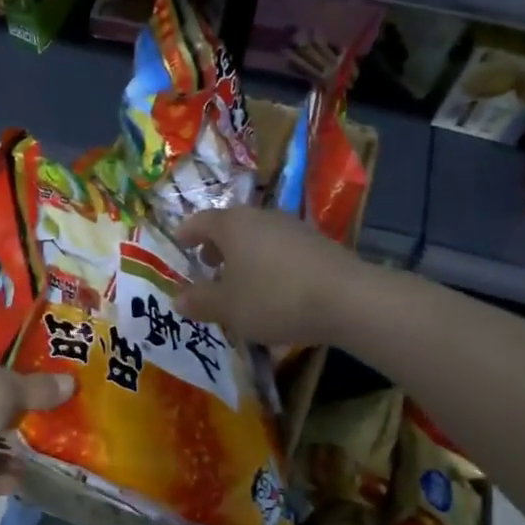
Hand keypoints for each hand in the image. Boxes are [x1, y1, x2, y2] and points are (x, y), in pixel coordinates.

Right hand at [175, 205, 360, 347]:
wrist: (347, 299)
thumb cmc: (274, 298)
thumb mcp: (228, 307)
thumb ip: (200, 301)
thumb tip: (177, 298)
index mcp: (232, 224)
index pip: (200, 221)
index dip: (187, 233)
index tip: (180, 244)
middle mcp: (261, 217)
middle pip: (231, 226)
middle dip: (216, 246)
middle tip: (207, 265)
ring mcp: (293, 227)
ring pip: (258, 237)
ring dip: (244, 255)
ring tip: (240, 282)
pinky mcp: (317, 243)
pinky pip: (281, 250)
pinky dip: (268, 264)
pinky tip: (273, 290)